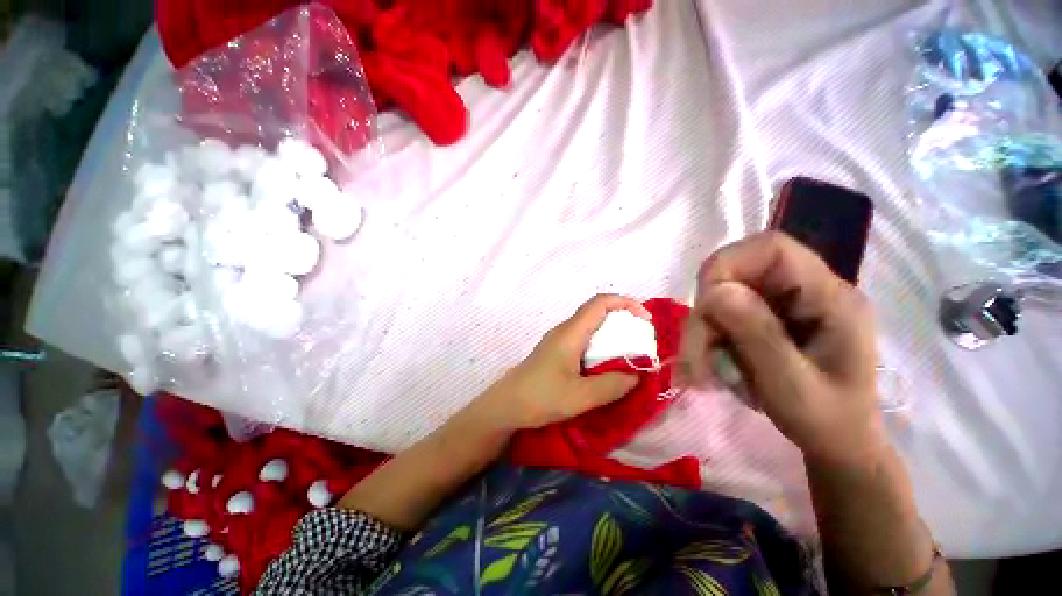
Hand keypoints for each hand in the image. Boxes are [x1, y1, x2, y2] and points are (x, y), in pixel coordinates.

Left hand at [472, 294, 650, 431]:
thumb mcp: (580, 396)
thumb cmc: (540, 397)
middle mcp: (564, 330)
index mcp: (570, 333)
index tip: (645, 319)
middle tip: (642, 339)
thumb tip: (637, 375)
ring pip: (590, 326)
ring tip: (630, 351)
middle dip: (622, 318)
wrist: (506, 405)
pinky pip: (583, 339)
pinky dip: (601, 344)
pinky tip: (606, 364)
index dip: (625, 303)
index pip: (600, 303)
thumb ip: (612, 385)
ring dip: (612, 332)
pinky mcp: (556, 351)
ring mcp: (558, 340)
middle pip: (596, 311)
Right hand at [679, 232, 885, 467]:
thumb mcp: (793, 387)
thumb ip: (758, 336)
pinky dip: (706, 339)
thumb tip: (715, 292)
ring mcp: (783, 305)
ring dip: (701, 331)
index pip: (771, 250)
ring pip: (722, 298)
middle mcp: (805, 292)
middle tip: (693, 356)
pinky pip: (722, 316)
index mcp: (830, 298)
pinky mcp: (765, 319)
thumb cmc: (828, 423)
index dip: (727, 265)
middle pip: (736, 275)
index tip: (703, 304)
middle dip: (707, 314)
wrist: (838, 444)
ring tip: (697, 371)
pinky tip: (708, 367)